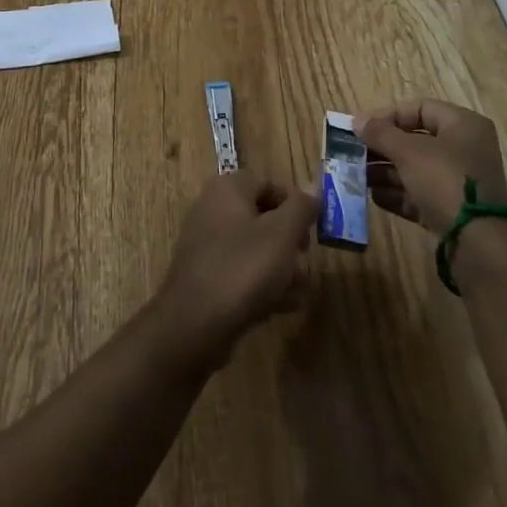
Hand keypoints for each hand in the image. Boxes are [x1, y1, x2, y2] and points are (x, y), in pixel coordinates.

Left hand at [151, 170, 319, 369]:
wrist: (194, 324)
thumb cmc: (243, 268)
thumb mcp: (282, 234)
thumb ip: (300, 208)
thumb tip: (312, 187)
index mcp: (228, 188)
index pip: (268, 183)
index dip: (294, 204)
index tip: (312, 230)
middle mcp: (212, 208)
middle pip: (261, 216)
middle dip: (288, 240)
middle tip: (305, 260)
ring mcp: (205, 243)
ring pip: (253, 247)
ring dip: (279, 266)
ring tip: (300, 290)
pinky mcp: (204, 275)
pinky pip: (239, 270)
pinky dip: (261, 283)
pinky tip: (282, 307)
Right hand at [355, 98, 506, 236]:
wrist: (478, 243)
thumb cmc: (444, 180)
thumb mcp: (408, 151)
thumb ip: (380, 133)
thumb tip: (356, 121)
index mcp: (462, 125)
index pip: (420, 108)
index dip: (389, 115)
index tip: (362, 128)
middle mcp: (464, 149)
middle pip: (416, 140)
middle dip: (383, 147)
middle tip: (356, 153)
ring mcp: (459, 181)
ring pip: (416, 169)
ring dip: (386, 172)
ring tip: (358, 177)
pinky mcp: (453, 209)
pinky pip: (421, 194)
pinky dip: (398, 194)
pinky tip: (374, 197)